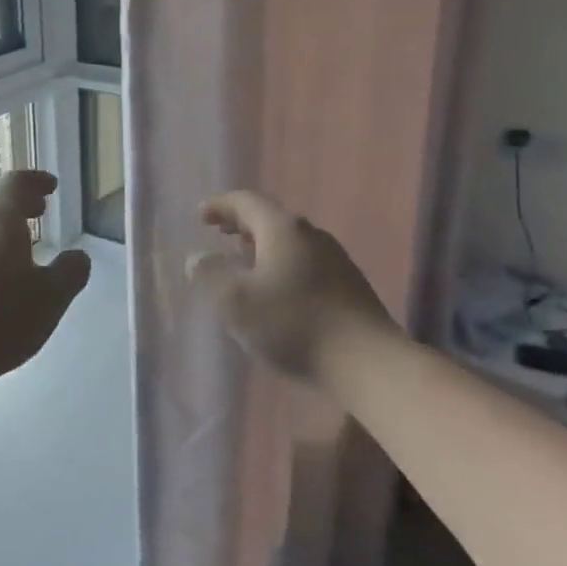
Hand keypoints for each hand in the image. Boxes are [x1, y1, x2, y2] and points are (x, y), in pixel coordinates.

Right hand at [188, 191, 398, 382]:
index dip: (220, 205)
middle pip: (270, 218)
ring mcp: (335, 260)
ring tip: (242, 262)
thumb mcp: (236, 301)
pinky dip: (281, 265)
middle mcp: (311, 235)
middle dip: (240, 224)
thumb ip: (210, 274)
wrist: (369, 363)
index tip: (200, 216)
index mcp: (282, 229)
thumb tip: (198, 258)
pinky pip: (304, 263)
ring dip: (261, 246)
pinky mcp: (348, 287)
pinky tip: (275, 291)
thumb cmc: (294, 324)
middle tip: (218, 233)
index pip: (246, 202)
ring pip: (289, 242)